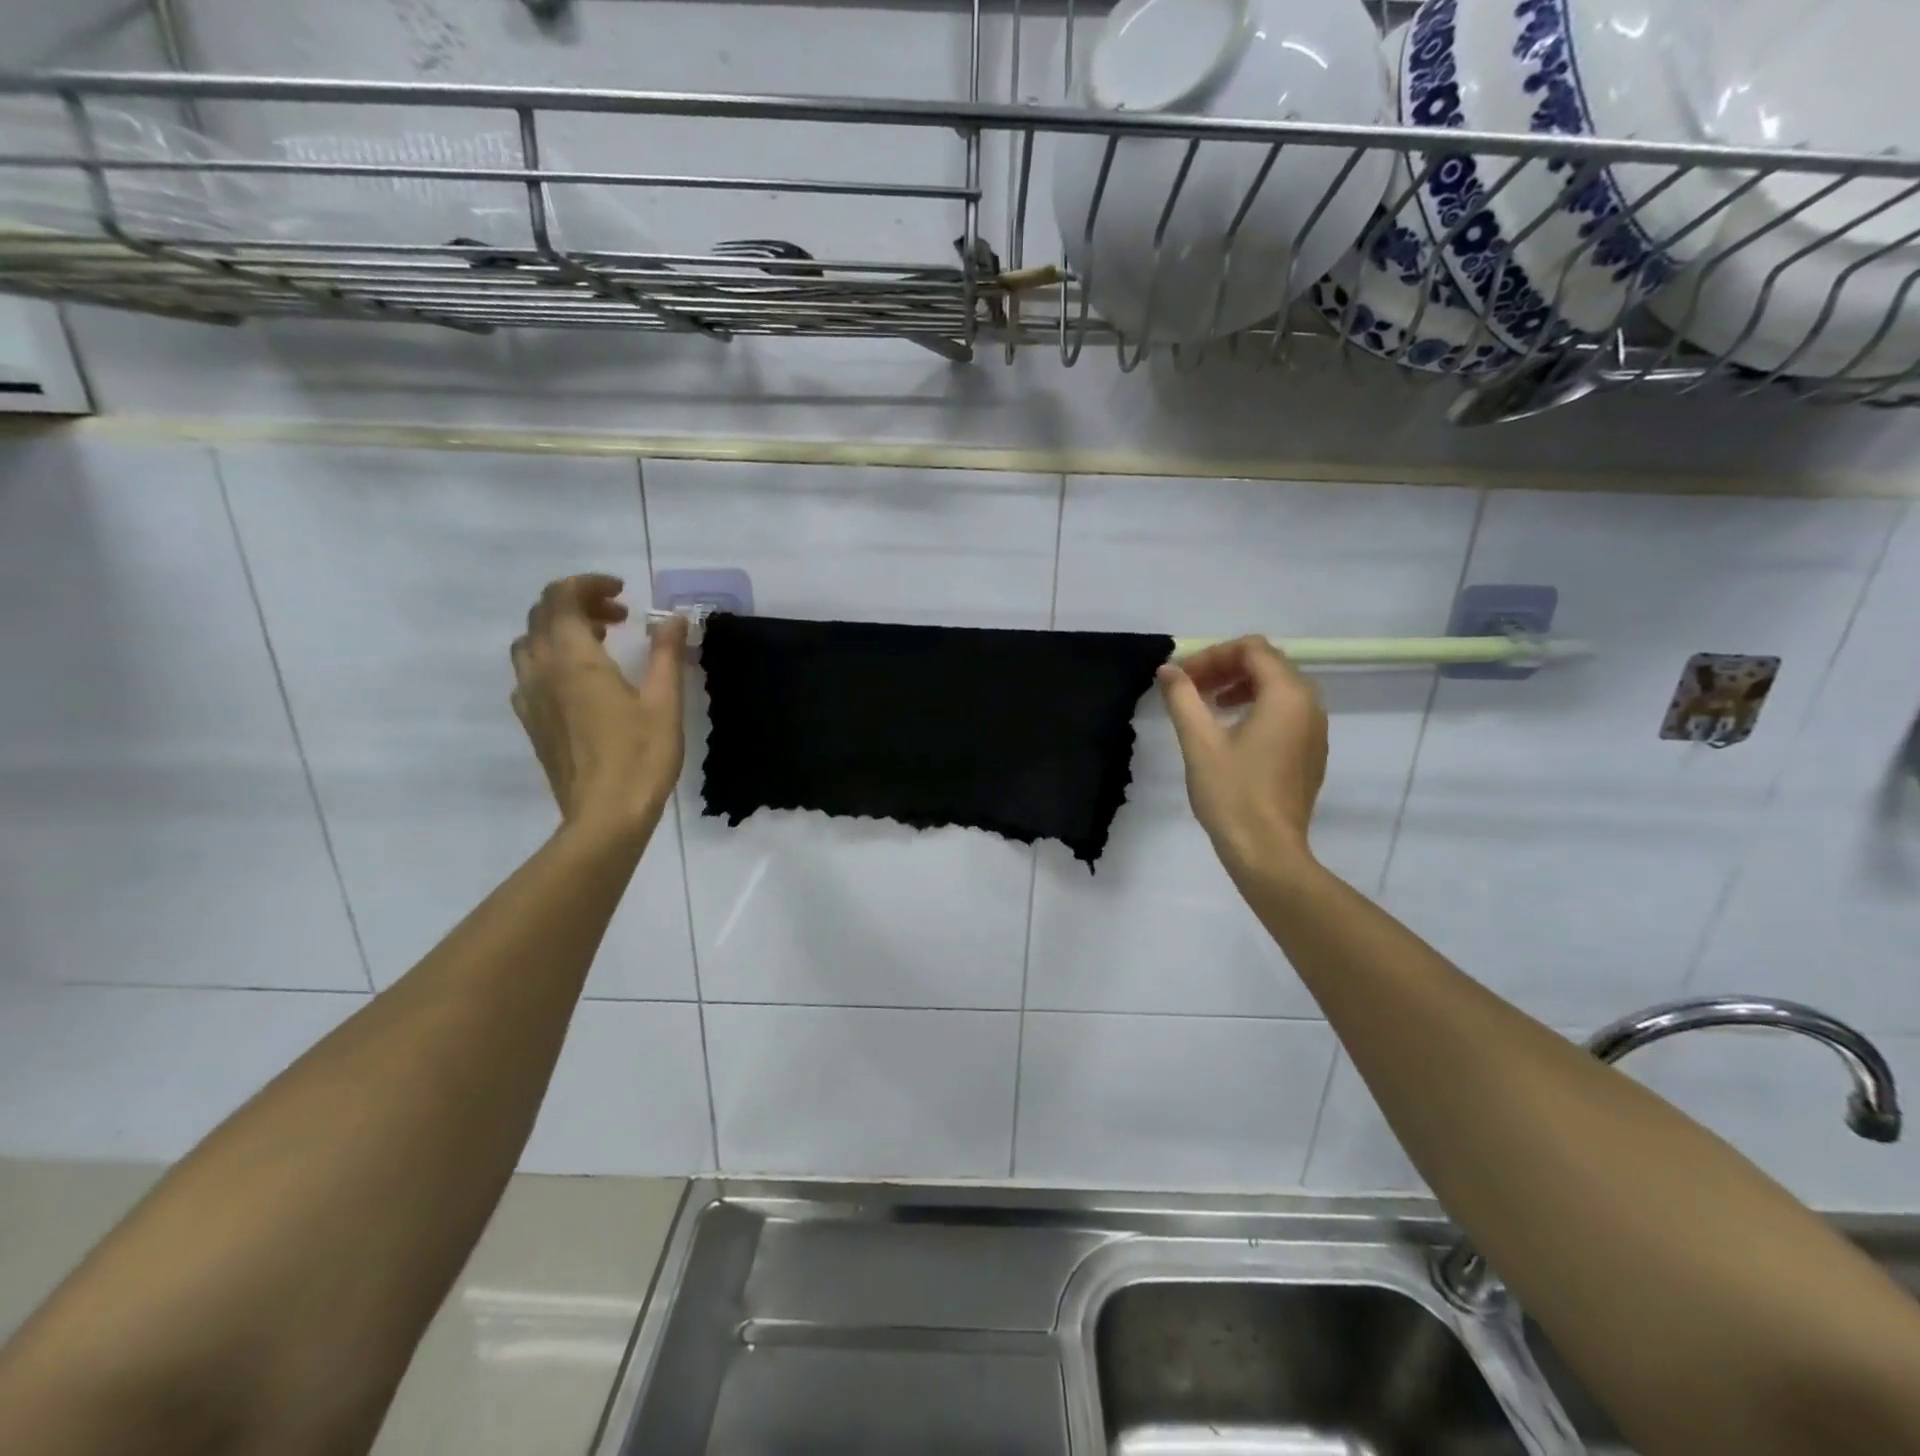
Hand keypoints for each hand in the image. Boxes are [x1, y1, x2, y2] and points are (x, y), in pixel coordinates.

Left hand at [510, 574, 687, 838]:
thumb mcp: (665, 702)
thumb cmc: (641, 757)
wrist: (605, 816)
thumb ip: (667, 654)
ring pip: (530, 643)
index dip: (589, 584)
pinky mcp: (531, 722)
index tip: (623, 592)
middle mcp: (542, 671)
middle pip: (542, 615)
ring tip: (601, 642)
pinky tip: (583, 680)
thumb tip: (673, 618)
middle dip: (578, 603)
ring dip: (561, 629)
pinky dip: (552, 658)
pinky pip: (530, 673)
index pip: (561, 598)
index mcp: (574, 660)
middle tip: (620, 615)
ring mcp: (530, 698)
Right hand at [1158, 635, 1328, 887]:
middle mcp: (1310, 705)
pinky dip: (1258, 708)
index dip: (1212, 655)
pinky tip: (1231, 732)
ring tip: (1208, 706)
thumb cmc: (1232, 793)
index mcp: (1286, 695)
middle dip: (1226, 667)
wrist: (1267, 851)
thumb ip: (1183, 698)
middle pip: (1268, 664)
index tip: (1182, 677)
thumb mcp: (1199, 742)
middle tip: (1191, 687)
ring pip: (1279, 688)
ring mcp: (1315, 730)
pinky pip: (1287, 713)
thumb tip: (1168, 670)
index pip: (1252, 649)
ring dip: (1241, 686)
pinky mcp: (1311, 753)